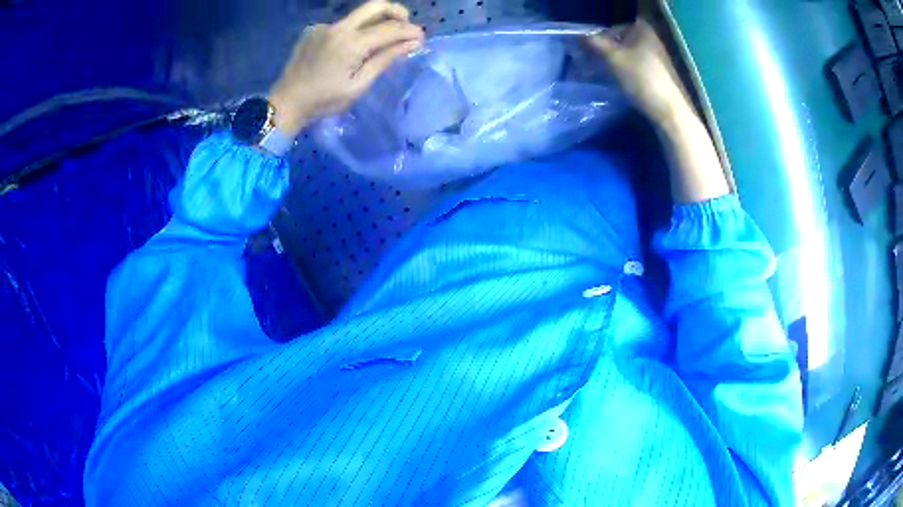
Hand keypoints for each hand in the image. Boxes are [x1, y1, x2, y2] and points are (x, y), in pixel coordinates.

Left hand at [268, 1, 424, 136]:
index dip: (409, 31)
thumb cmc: (324, 100)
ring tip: (382, 39)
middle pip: (375, 6)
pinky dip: (353, 31)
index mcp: (350, 43)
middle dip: (396, 11)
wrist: (286, 103)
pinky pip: (341, 24)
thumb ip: (385, 59)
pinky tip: (350, 48)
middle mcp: (338, 27)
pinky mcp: (313, 30)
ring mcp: (323, 26)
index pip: (389, 28)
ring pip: (358, 15)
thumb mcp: (359, 85)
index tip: (421, 38)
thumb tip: (413, 43)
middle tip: (406, 24)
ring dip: (375, 22)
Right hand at [587, 20, 692, 123]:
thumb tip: (578, 36)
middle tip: (589, 59)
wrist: (668, 111)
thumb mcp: (614, 58)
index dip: (599, 34)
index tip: (586, 47)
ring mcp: (656, 57)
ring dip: (612, 60)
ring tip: (599, 71)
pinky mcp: (657, 74)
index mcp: (643, 29)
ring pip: (627, 53)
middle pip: (620, 39)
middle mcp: (651, 39)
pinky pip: (634, 66)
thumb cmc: (641, 78)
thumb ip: (595, 43)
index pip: (614, 25)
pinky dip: (623, 70)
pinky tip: (615, 80)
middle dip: (604, 48)